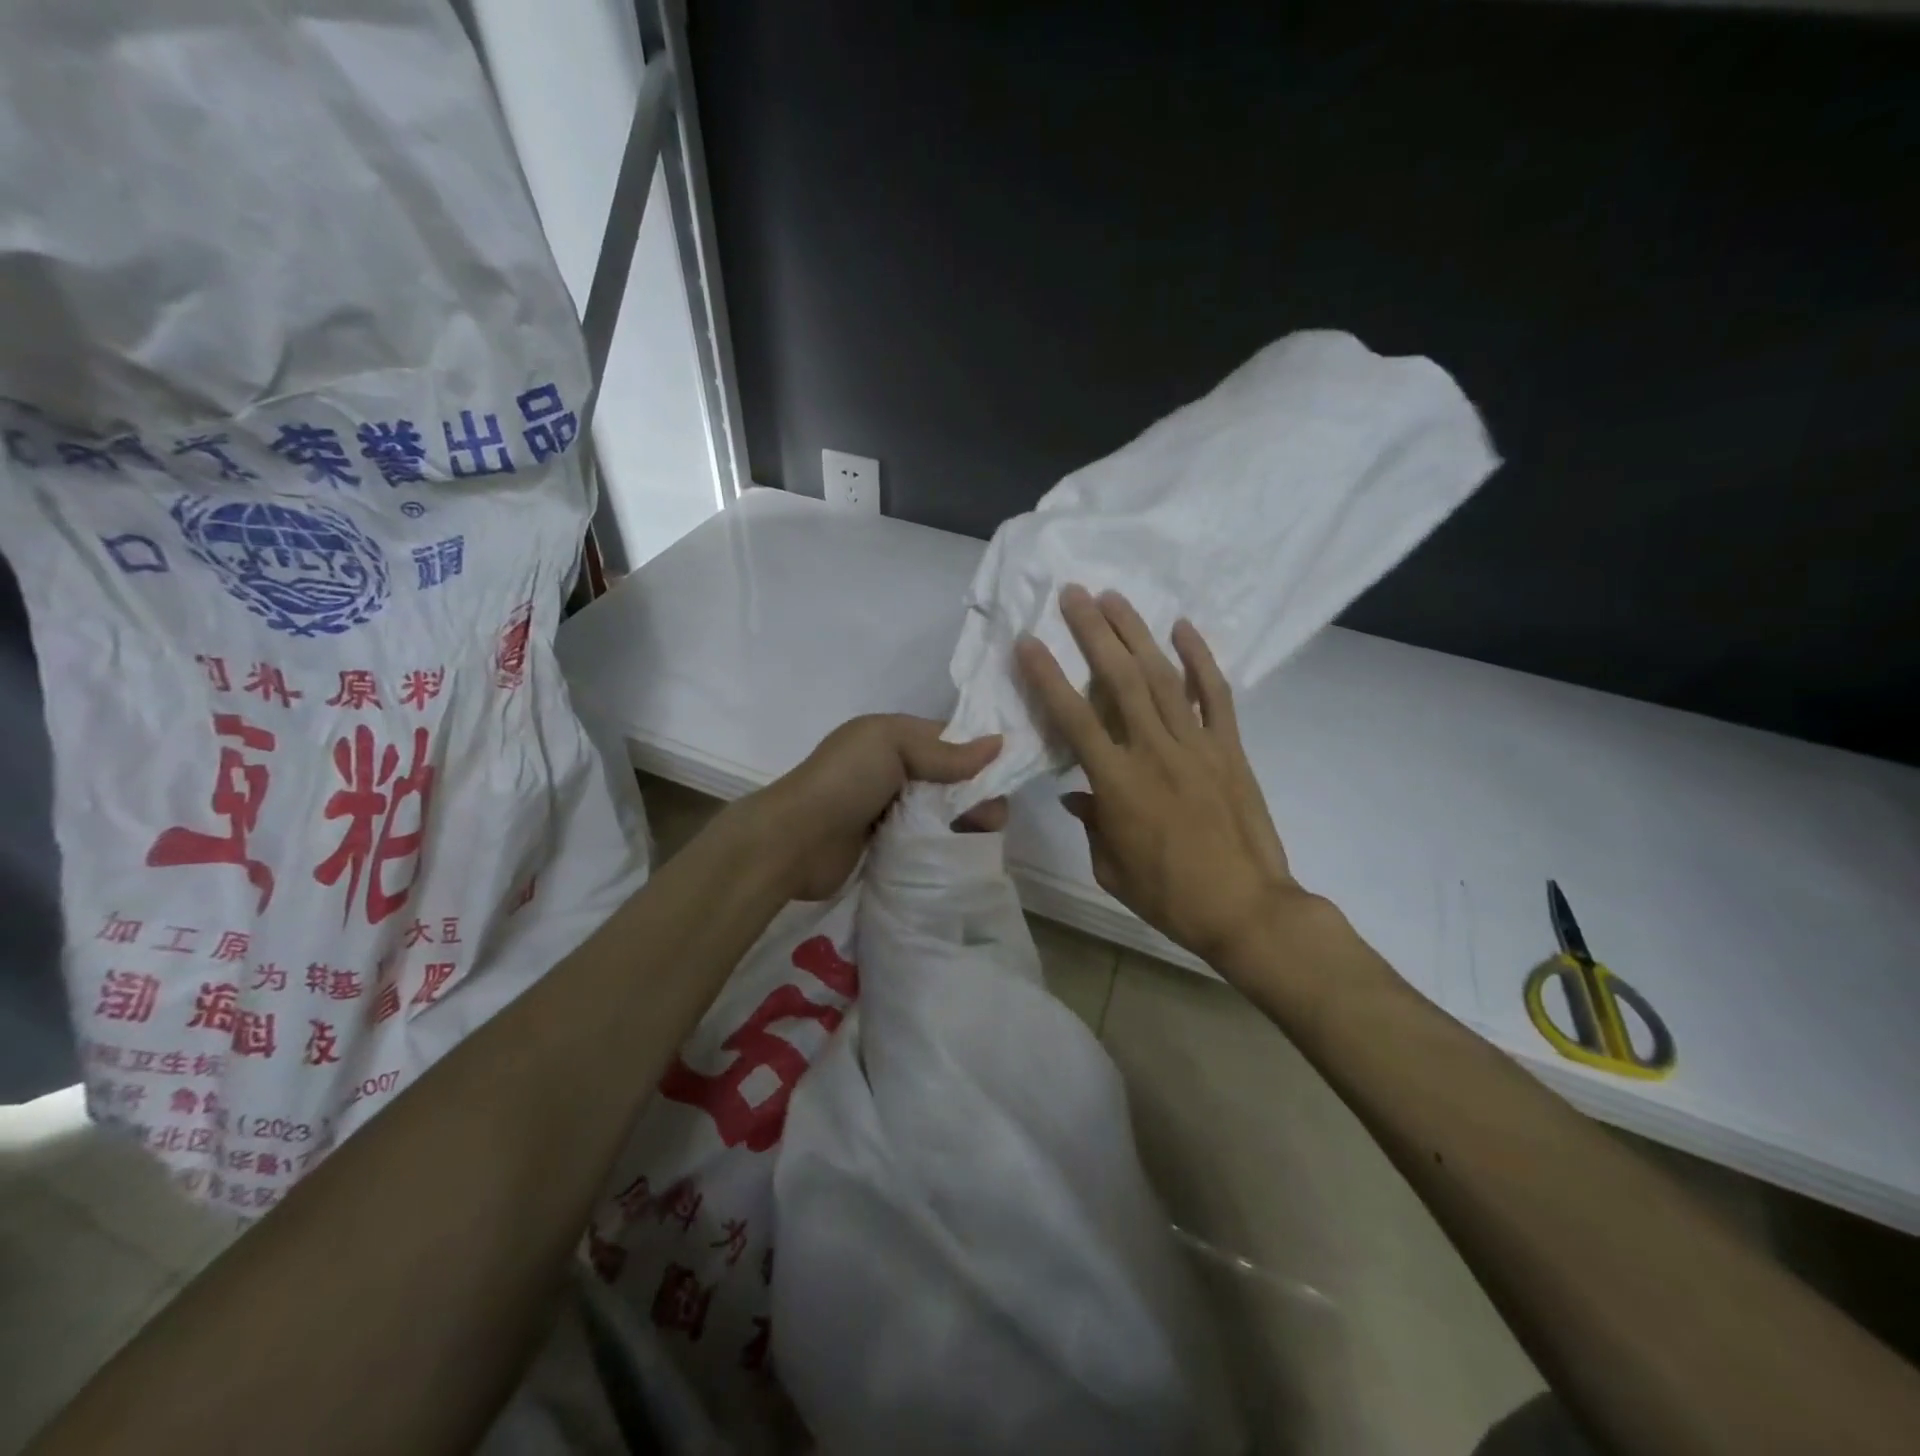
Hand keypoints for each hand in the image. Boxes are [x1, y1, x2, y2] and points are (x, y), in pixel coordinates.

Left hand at [753, 714, 1005, 900]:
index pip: (950, 740)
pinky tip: (959, 853)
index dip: (979, 756)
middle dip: (976, 794)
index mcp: (893, 737)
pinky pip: (927, 839)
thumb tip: (1000, 744)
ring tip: (978, 838)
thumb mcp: (891, 746)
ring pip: (942, 811)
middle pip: (951, 779)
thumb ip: (944, 751)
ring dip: (964, 821)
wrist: (794, 841)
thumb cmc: (843, 782)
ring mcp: (889, 809)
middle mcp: (893, 769)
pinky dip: (945, 843)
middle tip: (989, 820)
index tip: (1005, 779)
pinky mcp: (888, 844)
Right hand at [1015, 586, 1309, 970]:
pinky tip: (1183, 628)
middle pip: (1119, 680)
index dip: (1048, 677)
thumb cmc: (1168, 895)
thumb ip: (1091, 823)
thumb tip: (1078, 794)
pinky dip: (1200, 659)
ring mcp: (1197, 745)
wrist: (1246, 908)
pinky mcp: (1230, 749)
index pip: (1074, 718)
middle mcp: (1154, 751)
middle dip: (1093, 632)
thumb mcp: (1110, 867)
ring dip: (1136, 633)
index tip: (1029, 642)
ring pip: (1162, 677)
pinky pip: (1215, 695)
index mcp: (1118, 783)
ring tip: (1114, 597)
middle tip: (1074, 593)